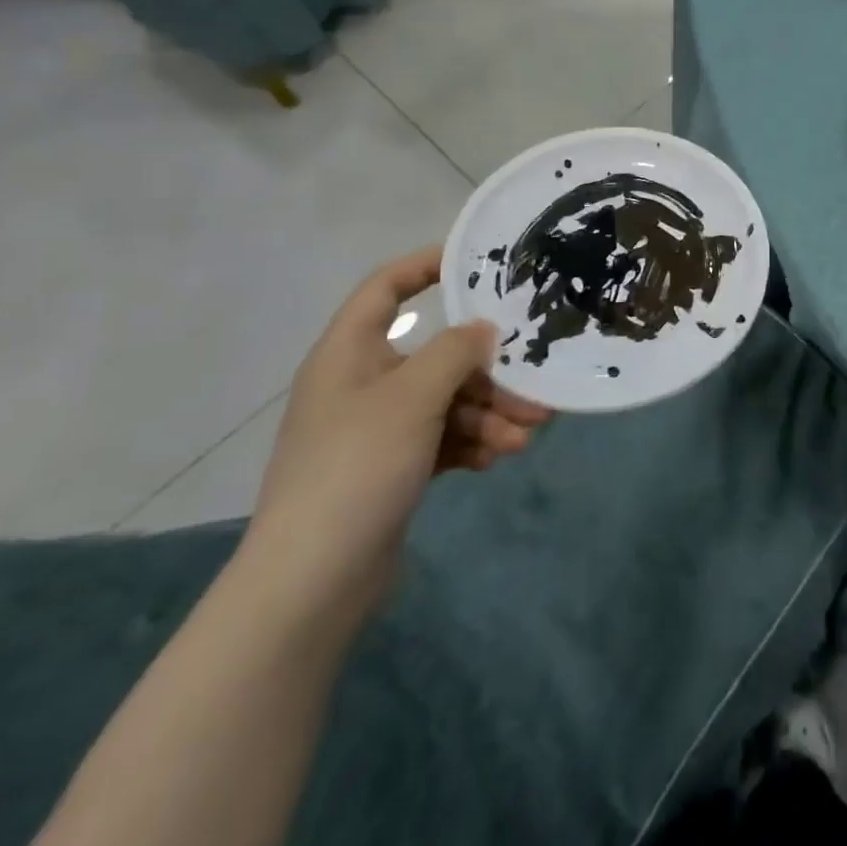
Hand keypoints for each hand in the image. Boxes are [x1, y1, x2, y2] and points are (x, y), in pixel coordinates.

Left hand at [246, 247, 551, 613]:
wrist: (311, 582)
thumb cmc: (357, 467)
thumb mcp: (412, 398)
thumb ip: (454, 352)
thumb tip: (483, 328)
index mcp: (349, 353)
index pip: (385, 288)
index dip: (426, 266)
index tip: (478, 263)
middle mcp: (362, 384)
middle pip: (435, 355)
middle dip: (488, 371)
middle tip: (535, 384)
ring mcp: (376, 430)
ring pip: (446, 402)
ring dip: (489, 414)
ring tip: (527, 435)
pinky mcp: (392, 469)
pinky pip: (442, 439)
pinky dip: (471, 443)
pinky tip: (498, 458)